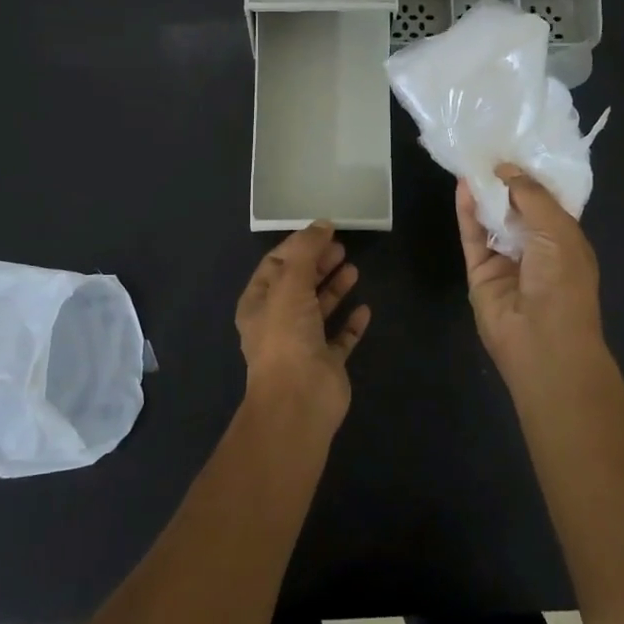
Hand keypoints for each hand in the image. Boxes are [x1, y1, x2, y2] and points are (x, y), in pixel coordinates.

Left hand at [234, 222, 370, 429]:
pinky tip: (365, 309)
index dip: (298, 246)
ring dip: (335, 288)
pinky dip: (351, 323)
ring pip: (319, 309)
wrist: (299, 400)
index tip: (323, 231)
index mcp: (258, 303)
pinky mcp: (326, 363)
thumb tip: (322, 224)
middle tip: (342, 247)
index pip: (275, 265)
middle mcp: (278, 322)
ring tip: (353, 269)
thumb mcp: (291, 283)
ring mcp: (302, 344)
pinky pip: (340, 338)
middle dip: (318, 264)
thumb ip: (306, 251)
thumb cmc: (287, 336)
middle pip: (299, 284)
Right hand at [457, 164, 605, 389]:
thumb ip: (531, 196)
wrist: (542, 341)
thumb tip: (506, 169)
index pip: (547, 202)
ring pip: (491, 220)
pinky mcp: (480, 272)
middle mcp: (536, 248)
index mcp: (565, 240)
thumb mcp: (558, 230)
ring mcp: (506, 261)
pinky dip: (467, 212)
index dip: (532, 177)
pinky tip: (462, 187)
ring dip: (484, 193)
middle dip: (505, 181)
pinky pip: (473, 237)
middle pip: (516, 208)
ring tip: (470, 160)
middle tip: (488, 147)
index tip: (517, 147)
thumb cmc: (563, 283)